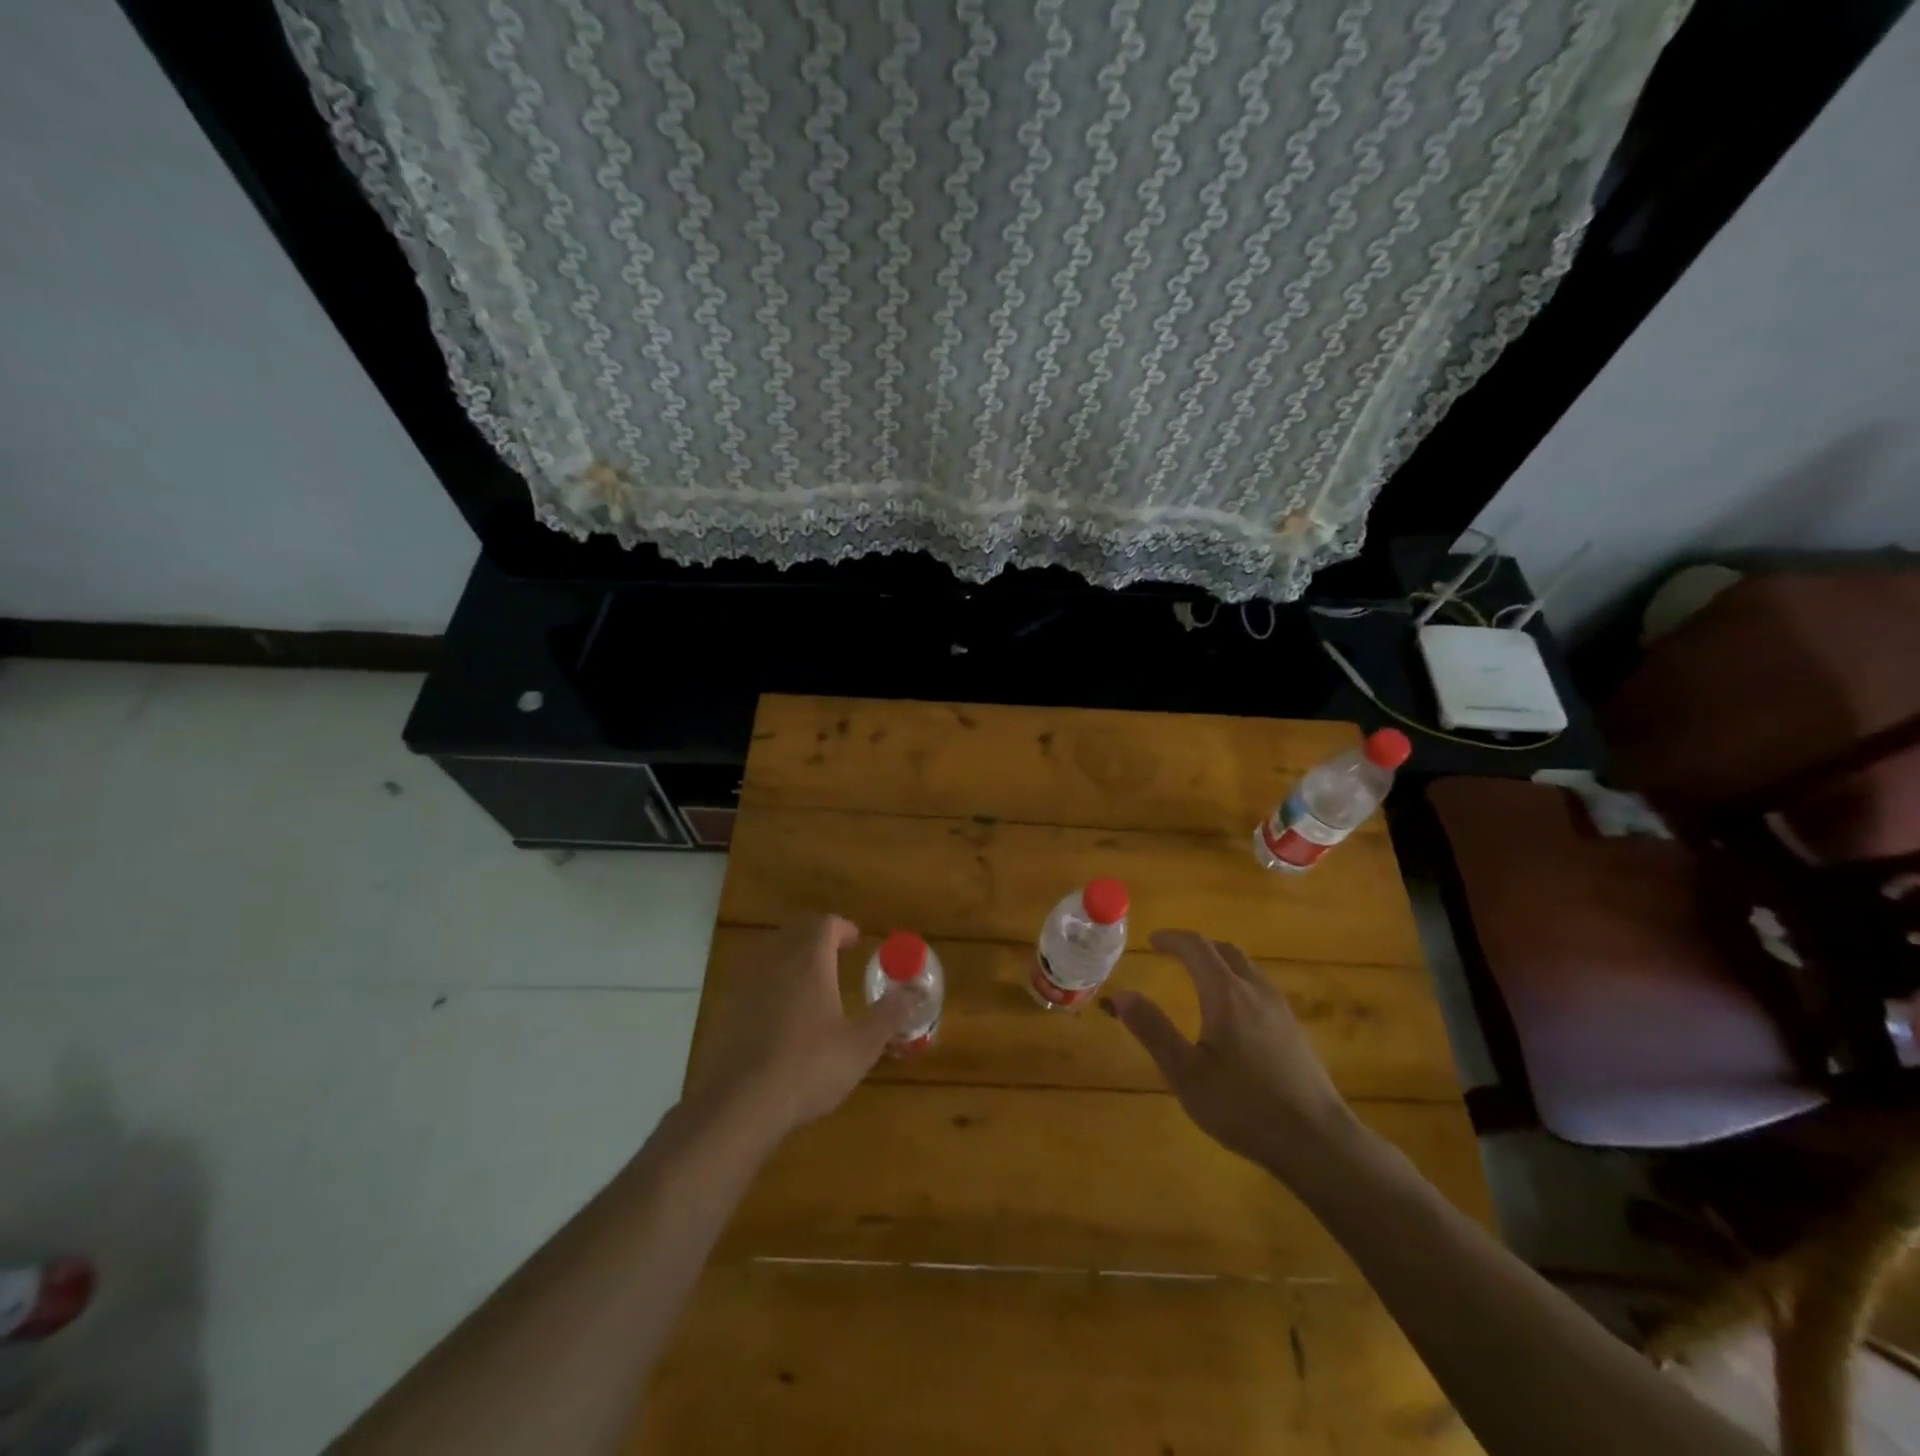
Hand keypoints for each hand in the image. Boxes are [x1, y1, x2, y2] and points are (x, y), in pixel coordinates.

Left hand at [687, 915, 911, 1145]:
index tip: (857, 941)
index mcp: (810, 964)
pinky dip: (775, 993)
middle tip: (838, 959)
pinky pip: (758, 989)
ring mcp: (749, 989)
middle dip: (818, 943)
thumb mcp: (861, 1045)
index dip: (843, 928)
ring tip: (815, 991)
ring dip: (796, 966)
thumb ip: (889, 1015)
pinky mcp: (731, 1015)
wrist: (740, 1105)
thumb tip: (915, 992)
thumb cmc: (809, 1067)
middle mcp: (777, 966)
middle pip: (797, 937)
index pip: (825, 925)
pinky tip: (785, 1024)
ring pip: (775, 961)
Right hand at [1105, 929, 1357, 1178]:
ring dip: (1220, 963)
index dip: (1172, 939)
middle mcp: (1255, 991)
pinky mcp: (1295, 1030)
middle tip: (1173, 957)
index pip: (1197, 947)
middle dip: (1197, 947)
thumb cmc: (1244, 1107)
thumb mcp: (1186, 1074)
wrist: (1318, 1141)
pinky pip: (1260, 988)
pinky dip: (1238, 983)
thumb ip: (1153, 1030)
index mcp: (1226, 994)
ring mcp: (1281, 1009)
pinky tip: (1233, 1015)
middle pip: (1225, 951)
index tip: (1152, 941)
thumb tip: (1120, 995)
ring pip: (1247, 968)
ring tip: (1199, 981)